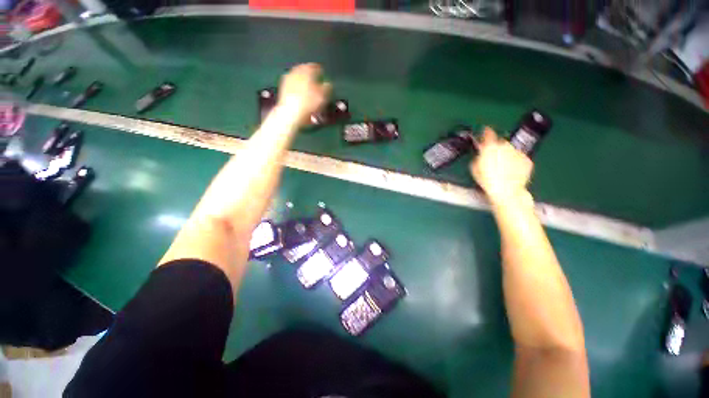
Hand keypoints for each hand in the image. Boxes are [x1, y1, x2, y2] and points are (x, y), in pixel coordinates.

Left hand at [278, 63, 331, 124]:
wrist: (291, 113)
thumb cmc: (309, 103)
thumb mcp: (323, 96)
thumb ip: (327, 87)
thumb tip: (328, 84)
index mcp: (307, 70)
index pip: (314, 66)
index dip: (319, 69)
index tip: (322, 72)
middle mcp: (296, 71)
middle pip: (303, 69)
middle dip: (308, 72)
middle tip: (313, 76)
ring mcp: (288, 79)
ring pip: (296, 75)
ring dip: (301, 78)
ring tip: (306, 84)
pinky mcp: (283, 88)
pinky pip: (291, 83)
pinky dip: (296, 84)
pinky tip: (298, 90)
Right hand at [470, 127, 532, 202]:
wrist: (507, 191)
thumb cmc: (487, 180)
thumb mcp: (475, 168)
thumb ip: (478, 157)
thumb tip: (480, 154)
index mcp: (490, 147)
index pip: (488, 133)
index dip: (486, 131)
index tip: (485, 130)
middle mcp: (505, 146)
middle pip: (501, 142)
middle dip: (497, 148)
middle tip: (493, 159)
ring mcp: (518, 152)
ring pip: (511, 150)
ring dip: (507, 155)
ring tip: (503, 167)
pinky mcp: (527, 160)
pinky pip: (520, 158)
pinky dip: (516, 162)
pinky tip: (512, 171)